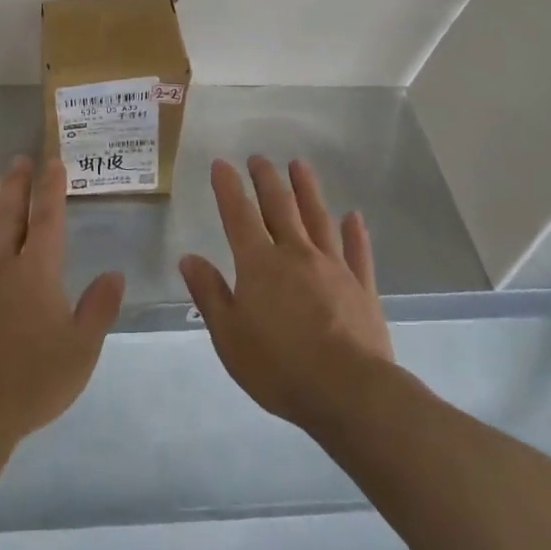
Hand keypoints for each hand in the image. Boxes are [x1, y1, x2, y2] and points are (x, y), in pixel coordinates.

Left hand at [0, 157, 125, 452]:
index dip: (51, 189)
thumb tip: (114, 274)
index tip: (52, 162)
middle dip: (16, 185)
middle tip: (18, 160)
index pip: (46, 220)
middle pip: (8, 216)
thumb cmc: (31, 382)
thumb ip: (99, 308)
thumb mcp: (82, 350)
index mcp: (36, 273)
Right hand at [179, 156, 394, 428]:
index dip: (228, 187)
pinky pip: (357, 251)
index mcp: (259, 264)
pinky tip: (353, 217)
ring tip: (299, 166)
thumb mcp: (229, 336)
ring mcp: (333, 267)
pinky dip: (354, 232)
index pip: (238, 215)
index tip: (222, 164)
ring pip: (318, 218)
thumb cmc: (279, 367)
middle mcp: (296, 254)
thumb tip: (189, 258)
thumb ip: (210, 294)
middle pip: (280, 206)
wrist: (349, 392)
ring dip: (307, 190)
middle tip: (259, 157)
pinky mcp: (362, 287)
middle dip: (267, 179)